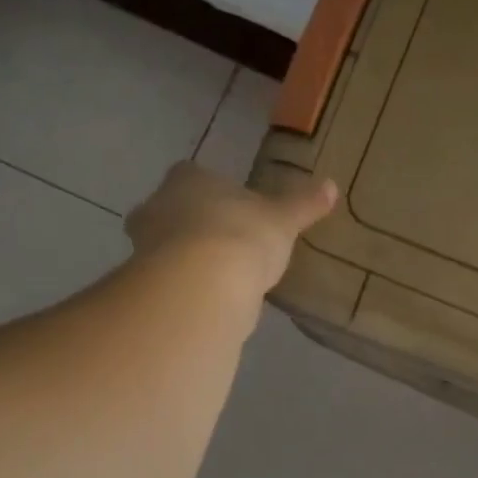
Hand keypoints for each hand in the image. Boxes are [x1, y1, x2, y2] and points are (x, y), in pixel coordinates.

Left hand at [125, 161, 337, 297]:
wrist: (204, 285)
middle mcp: (157, 206)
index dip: (210, 191)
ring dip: (186, 259)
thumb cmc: (243, 236)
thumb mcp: (283, 220)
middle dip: (191, 224)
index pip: (192, 175)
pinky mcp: (149, 285)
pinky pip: (170, 282)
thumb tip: (331, 185)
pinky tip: (210, 301)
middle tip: (222, 243)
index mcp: (187, 179)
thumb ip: (304, 204)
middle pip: (170, 210)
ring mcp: (145, 247)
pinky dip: (186, 289)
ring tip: (219, 278)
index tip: (230, 208)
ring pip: (165, 248)